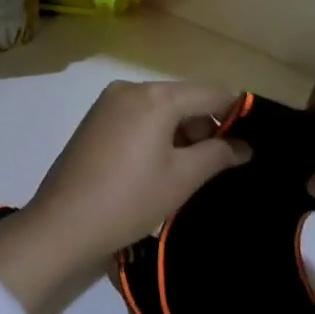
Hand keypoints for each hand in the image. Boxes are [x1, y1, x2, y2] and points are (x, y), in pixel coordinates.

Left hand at [0, 80, 249, 313]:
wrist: (62, 225)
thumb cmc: (130, 199)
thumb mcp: (182, 178)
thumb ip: (218, 154)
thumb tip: (244, 146)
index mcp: (155, 96)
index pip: (211, 92)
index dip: (236, 112)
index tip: (251, 140)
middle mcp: (129, 89)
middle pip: (183, 98)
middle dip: (205, 126)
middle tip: (218, 165)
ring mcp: (106, 104)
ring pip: (159, 109)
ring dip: (180, 132)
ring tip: (188, 172)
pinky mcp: (93, 122)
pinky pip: (136, 118)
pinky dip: (154, 135)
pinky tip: (157, 167)